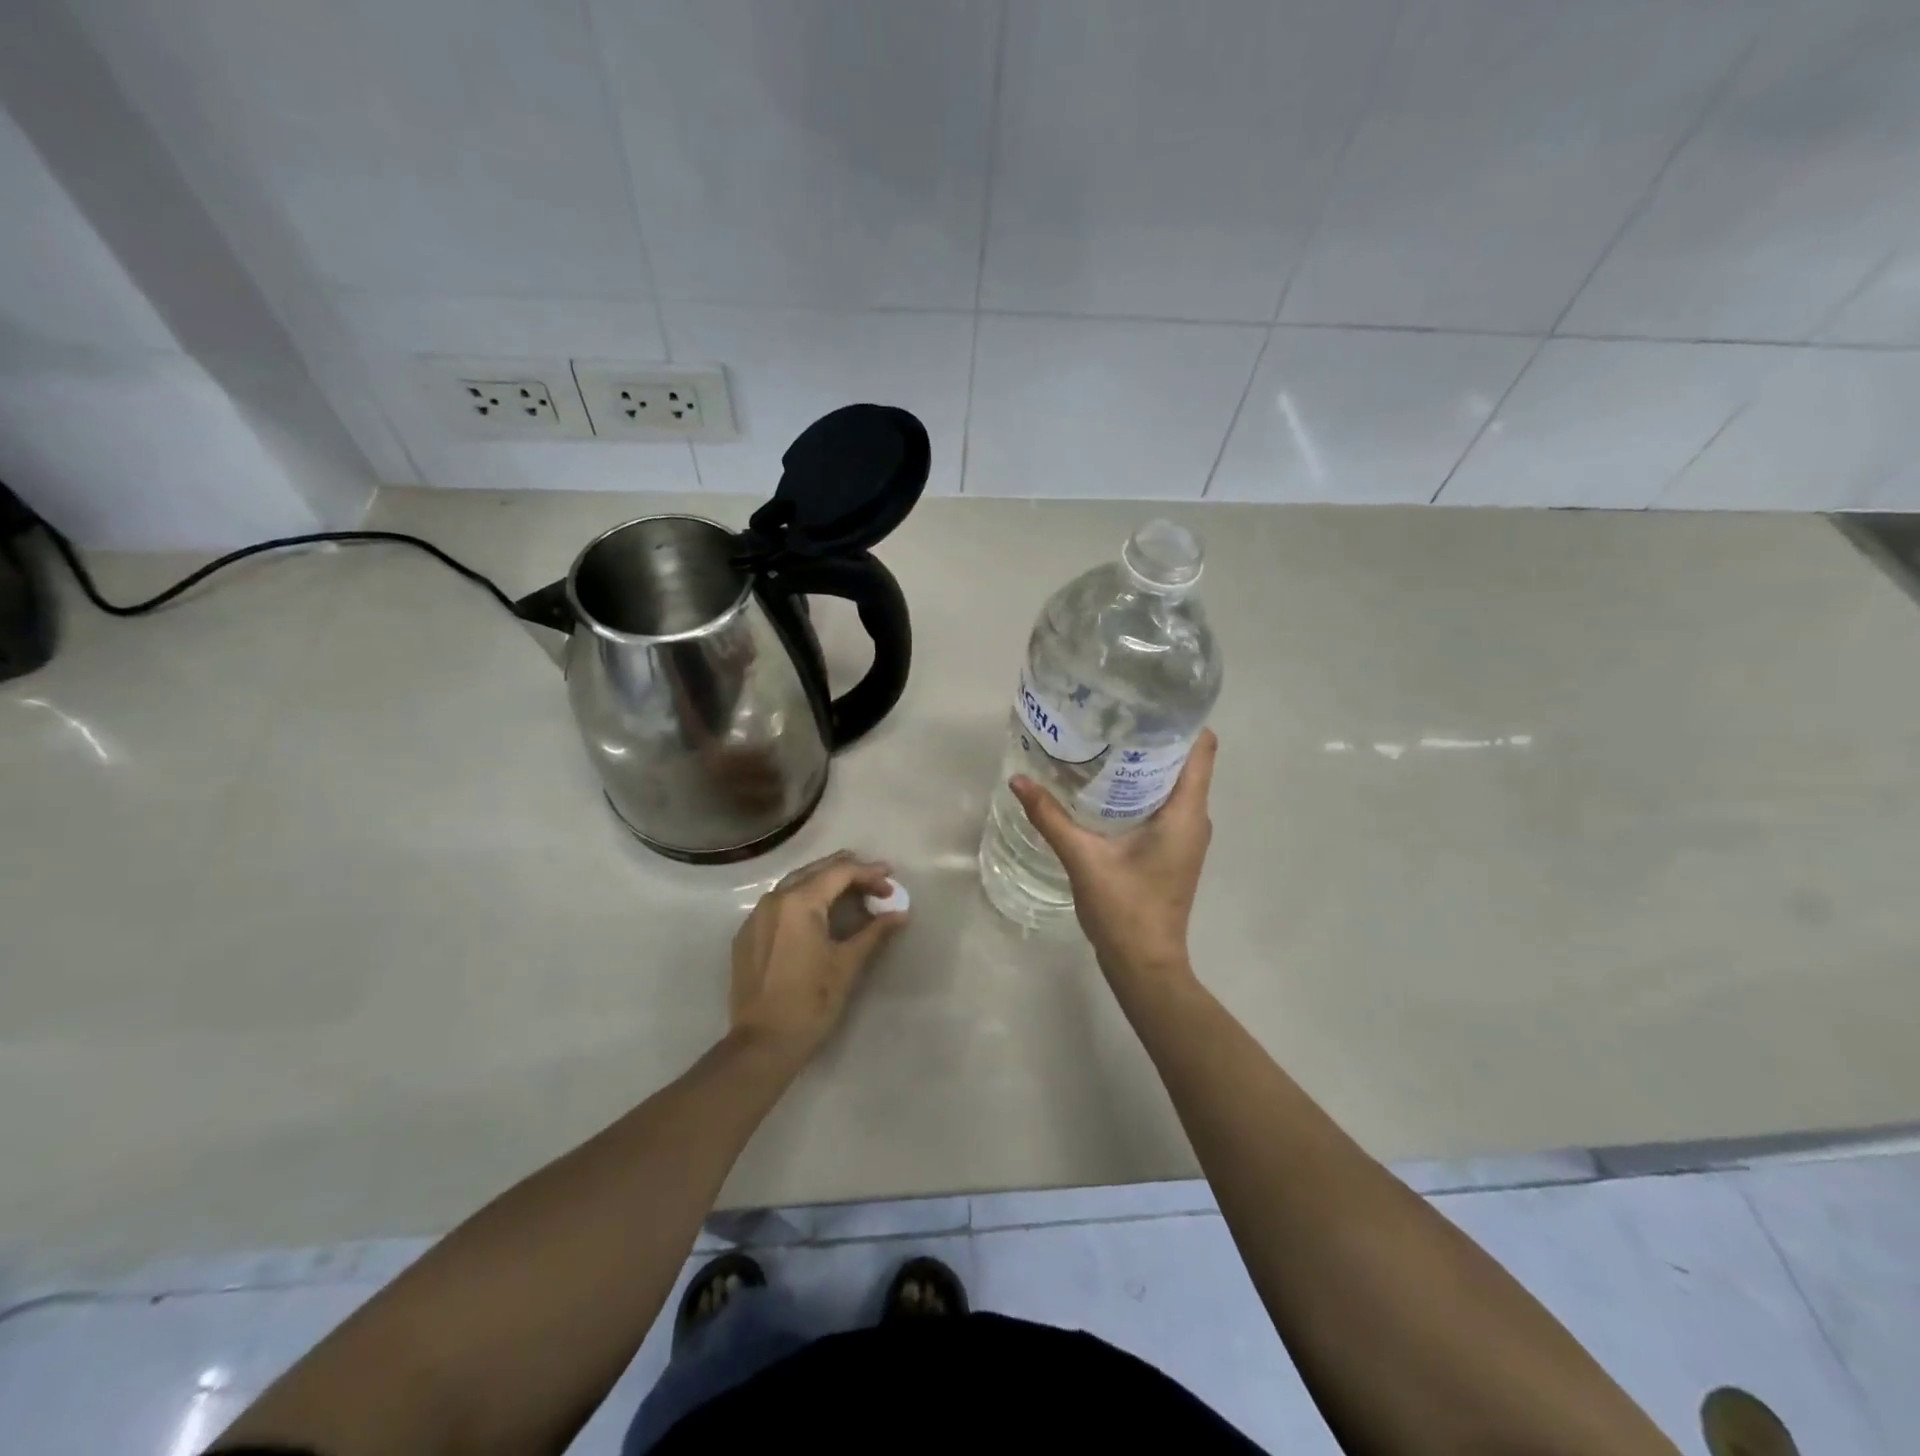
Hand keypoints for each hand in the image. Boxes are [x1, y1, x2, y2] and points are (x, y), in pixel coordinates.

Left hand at [729, 850, 905, 1063]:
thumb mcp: (847, 965)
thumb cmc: (810, 1002)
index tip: (891, 880)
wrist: (762, 1044)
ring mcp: (756, 916)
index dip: (869, 873)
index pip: (840, 873)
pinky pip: (779, 904)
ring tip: (852, 890)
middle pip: (816, 871)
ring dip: (825, 882)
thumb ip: (875, 932)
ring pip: (795, 884)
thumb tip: (901, 913)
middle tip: (876, 879)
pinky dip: (803, 899)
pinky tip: (818, 913)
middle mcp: (774, 900)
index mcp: (799, 902)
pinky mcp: (747, 934)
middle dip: (848, 871)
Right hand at [1009, 730, 1216, 986]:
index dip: (1181, 720)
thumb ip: (1050, 818)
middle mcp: (1194, 819)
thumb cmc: (1125, 909)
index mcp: (1185, 813)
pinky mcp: (1174, 850)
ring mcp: (1187, 836)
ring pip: (1173, 784)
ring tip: (1104, 744)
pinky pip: (1164, 805)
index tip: (1146, 703)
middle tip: (1111, 718)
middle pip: (1185, 761)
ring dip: (1145, 765)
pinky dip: (1141, 790)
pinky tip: (1105, 788)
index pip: (1203, 748)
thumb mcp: (1083, 859)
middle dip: (1152, 737)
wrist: (1145, 965)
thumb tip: (1018, 781)